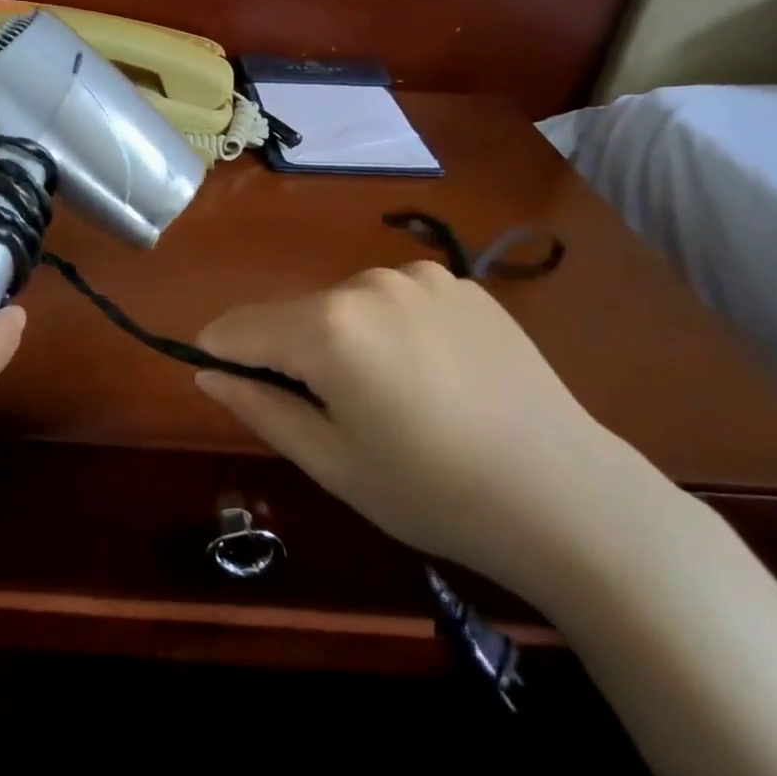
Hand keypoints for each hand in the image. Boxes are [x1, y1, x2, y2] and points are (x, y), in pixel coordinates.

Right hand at [195, 262, 676, 602]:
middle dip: (288, 356)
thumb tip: (206, 371)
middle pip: (291, 315)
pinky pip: (393, 301)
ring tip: (390, 400)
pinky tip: (432, 376)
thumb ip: (258, 406)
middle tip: (332, 419)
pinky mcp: (461, 284)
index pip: (237, 328)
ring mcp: (420, 277)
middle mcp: (367, 282)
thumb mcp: (329, 461)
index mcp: (327, 326)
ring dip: (340, 342)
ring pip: (342, 306)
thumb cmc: (432, 492)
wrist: (570, 498)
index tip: (240, 395)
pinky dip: (388, 331)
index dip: (222, 359)